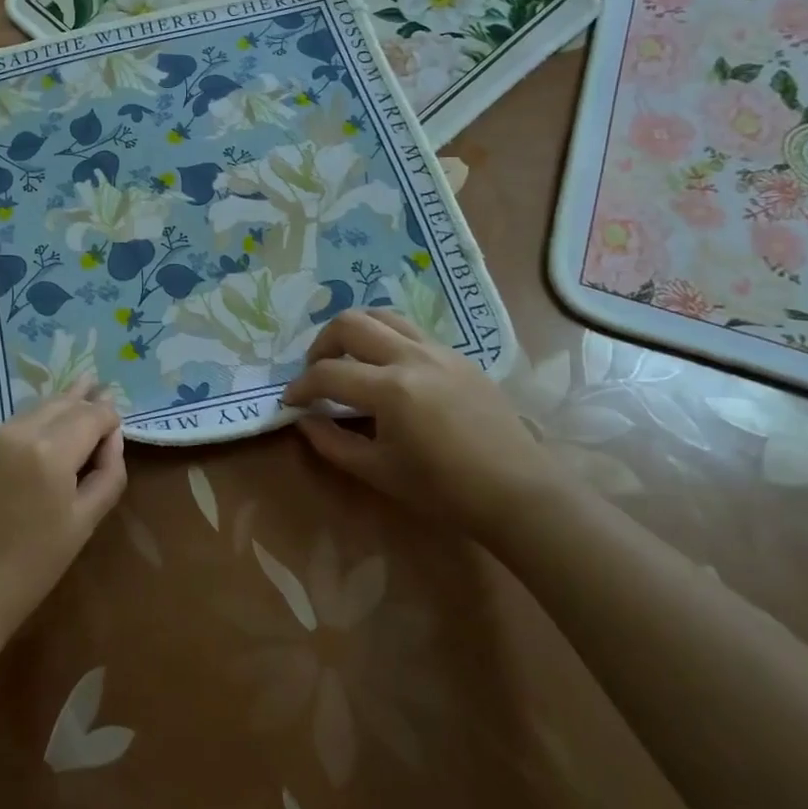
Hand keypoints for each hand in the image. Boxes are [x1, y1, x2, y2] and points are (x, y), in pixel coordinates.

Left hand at [0, 381, 126, 647]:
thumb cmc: (32, 566)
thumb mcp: (84, 522)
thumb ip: (108, 473)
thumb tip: (113, 438)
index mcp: (51, 451)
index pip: (91, 415)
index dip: (109, 417)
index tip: (118, 426)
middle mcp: (19, 432)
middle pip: (62, 403)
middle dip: (84, 399)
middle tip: (101, 386)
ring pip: (36, 409)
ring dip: (59, 406)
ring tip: (79, 394)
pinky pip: (14, 424)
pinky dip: (34, 421)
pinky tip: (44, 426)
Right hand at [281, 309, 550, 538]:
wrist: (517, 492)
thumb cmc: (444, 490)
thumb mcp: (378, 471)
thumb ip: (332, 443)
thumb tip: (304, 420)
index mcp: (390, 389)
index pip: (328, 373)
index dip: (300, 387)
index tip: (290, 401)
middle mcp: (411, 357)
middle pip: (350, 323)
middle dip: (321, 344)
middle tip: (316, 372)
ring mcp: (438, 351)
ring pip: (382, 316)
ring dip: (354, 332)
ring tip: (347, 360)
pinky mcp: (458, 356)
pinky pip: (410, 331)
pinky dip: (385, 339)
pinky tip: (386, 370)